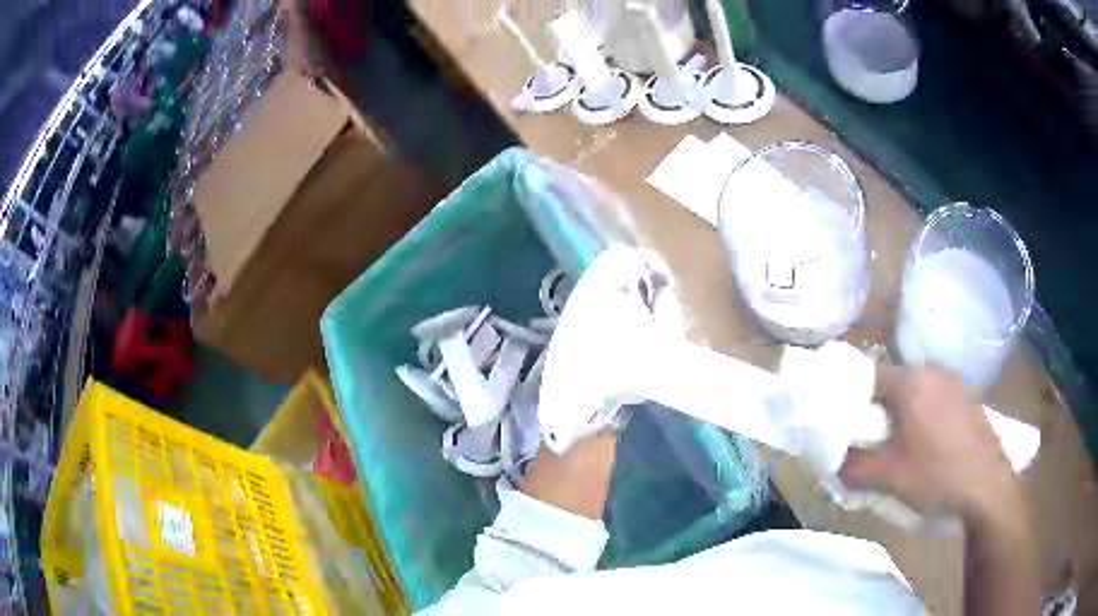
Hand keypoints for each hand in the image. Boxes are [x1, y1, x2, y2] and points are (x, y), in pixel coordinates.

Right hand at [839, 367, 1024, 523]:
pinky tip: (927, 445)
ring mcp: (955, 383)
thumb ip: (853, 468)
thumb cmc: (936, 476)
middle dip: (877, 407)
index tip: (842, 423)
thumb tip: (833, 462)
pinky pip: (936, 399)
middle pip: (893, 382)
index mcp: (911, 381)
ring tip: (897, 443)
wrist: (987, 487)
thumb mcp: (888, 478)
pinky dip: (924, 415)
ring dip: (902, 411)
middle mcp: (933, 371)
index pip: (868, 375)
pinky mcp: (968, 399)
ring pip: (917, 390)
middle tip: (867, 437)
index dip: (850, 398)